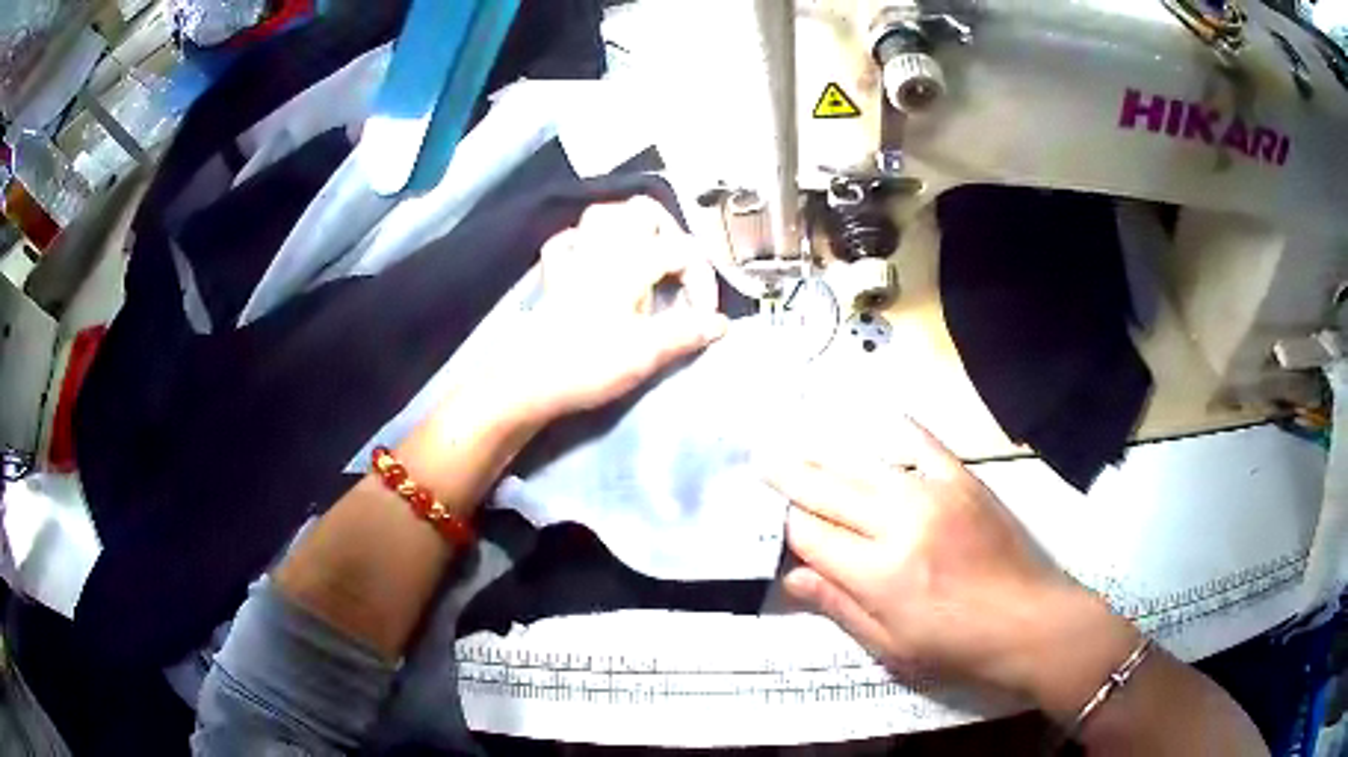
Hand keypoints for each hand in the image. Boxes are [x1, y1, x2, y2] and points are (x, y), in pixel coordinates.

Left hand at [496, 196, 728, 422]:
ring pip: (604, 215)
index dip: (704, 281)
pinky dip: (588, 244)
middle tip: (680, 271)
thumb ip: (687, 332)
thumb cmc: (590, 363)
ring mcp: (575, 257)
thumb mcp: (647, 352)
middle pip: (643, 210)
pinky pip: (570, 241)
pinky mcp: (554, 276)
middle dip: (671, 234)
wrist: (529, 380)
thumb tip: (720, 324)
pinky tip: (596, 261)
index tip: (703, 319)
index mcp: (631, 261)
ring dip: (631, 229)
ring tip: (647, 257)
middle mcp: (603, 247)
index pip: (684, 250)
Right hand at [764, 418, 1138, 710]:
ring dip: (828, 453)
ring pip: (866, 465)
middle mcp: (901, 523)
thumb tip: (791, 576)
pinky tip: (875, 414)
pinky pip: (923, 443)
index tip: (770, 521)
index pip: (812, 536)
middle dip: (791, 476)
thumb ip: (839, 606)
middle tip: (761, 457)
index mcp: (879, 573)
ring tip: (799, 442)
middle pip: (831, 491)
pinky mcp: (964, 480)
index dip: (785, 527)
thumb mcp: (892, 646)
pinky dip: (896, 428)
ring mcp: (935, 494)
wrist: (1031, 622)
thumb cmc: (957, 647)